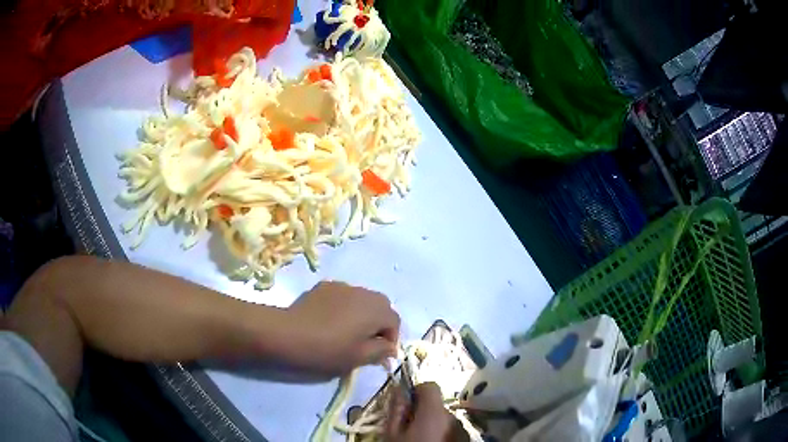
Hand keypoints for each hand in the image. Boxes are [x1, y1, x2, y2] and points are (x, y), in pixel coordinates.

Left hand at [281, 281, 399, 375]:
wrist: (288, 334)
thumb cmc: (328, 350)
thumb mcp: (359, 358)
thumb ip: (381, 351)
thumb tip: (390, 348)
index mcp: (376, 309)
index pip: (394, 321)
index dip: (391, 339)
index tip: (380, 355)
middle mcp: (363, 292)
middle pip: (380, 306)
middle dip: (378, 324)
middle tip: (366, 343)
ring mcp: (342, 286)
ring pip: (361, 300)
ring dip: (361, 314)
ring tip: (347, 331)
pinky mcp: (323, 286)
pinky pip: (343, 296)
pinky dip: (344, 307)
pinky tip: (330, 321)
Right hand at [386, 383, 465, 441]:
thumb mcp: (393, 433)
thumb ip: (396, 409)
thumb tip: (398, 389)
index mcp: (434, 412)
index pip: (430, 386)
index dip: (416, 391)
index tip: (405, 405)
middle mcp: (451, 417)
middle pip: (436, 404)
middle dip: (421, 411)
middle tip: (406, 426)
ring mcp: (460, 428)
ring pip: (442, 417)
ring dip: (430, 422)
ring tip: (417, 438)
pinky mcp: (463, 438)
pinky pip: (449, 428)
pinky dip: (439, 432)